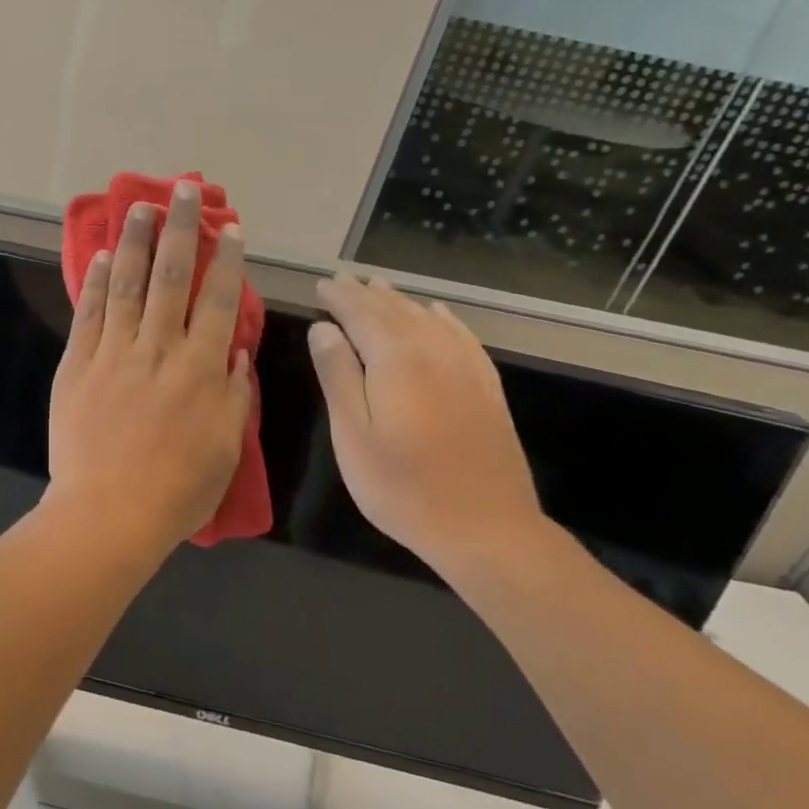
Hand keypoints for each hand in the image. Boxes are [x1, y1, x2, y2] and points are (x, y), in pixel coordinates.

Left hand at [48, 182, 253, 555]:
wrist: (107, 514)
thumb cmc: (177, 490)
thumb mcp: (226, 449)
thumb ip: (235, 395)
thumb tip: (236, 352)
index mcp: (200, 370)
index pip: (218, 301)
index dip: (227, 261)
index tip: (230, 228)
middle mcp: (159, 349)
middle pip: (173, 277)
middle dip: (181, 230)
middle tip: (183, 191)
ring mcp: (114, 353)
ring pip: (129, 285)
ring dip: (137, 242)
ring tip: (141, 206)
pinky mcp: (78, 364)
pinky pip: (91, 313)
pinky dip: (99, 282)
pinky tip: (105, 256)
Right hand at [307, 275, 546, 577]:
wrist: (486, 529)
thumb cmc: (402, 486)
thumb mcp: (352, 434)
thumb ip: (337, 375)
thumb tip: (323, 328)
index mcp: (396, 361)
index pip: (361, 314)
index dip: (339, 297)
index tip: (321, 284)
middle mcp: (433, 353)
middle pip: (394, 311)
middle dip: (365, 293)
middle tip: (343, 279)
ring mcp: (466, 369)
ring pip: (427, 319)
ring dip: (399, 300)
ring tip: (379, 286)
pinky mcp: (486, 388)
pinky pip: (462, 337)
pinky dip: (443, 319)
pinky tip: (436, 314)